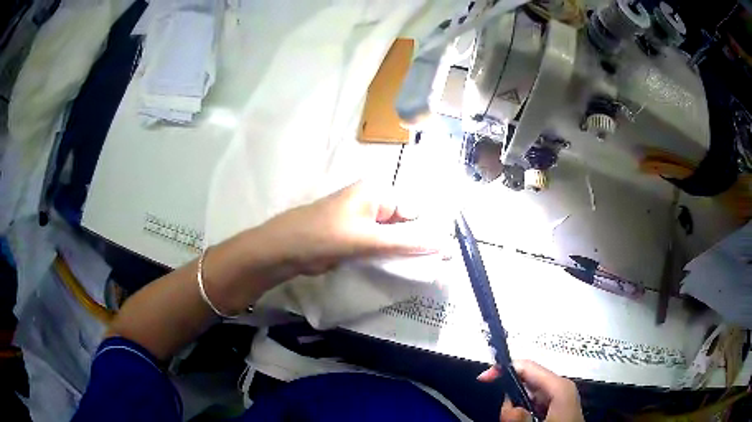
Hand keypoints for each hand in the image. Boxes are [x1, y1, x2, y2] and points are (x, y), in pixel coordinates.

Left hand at [264, 181, 439, 274]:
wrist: (286, 249)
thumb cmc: (325, 235)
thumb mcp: (368, 238)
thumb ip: (407, 241)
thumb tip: (444, 243)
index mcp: (378, 192)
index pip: (415, 210)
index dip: (429, 231)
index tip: (444, 255)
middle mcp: (373, 202)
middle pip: (405, 223)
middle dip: (418, 244)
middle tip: (436, 267)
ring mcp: (364, 221)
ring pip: (394, 237)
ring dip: (404, 252)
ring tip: (424, 271)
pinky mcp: (356, 237)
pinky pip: (380, 246)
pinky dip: (389, 257)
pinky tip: (402, 270)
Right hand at [478, 360, 583, 421]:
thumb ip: (520, 416)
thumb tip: (507, 405)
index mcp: (559, 385)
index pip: (528, 366)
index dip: (504, 368)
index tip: (483, 378)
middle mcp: (559, 386)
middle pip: (526, 380)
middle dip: (510, 396)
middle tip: (505, 416)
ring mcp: (558, 396)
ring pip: (527, 393)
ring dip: (515, 406)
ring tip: (517, 420)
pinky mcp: (555, 405)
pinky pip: (533, 402)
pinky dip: (523, 410)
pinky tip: (524, 419)